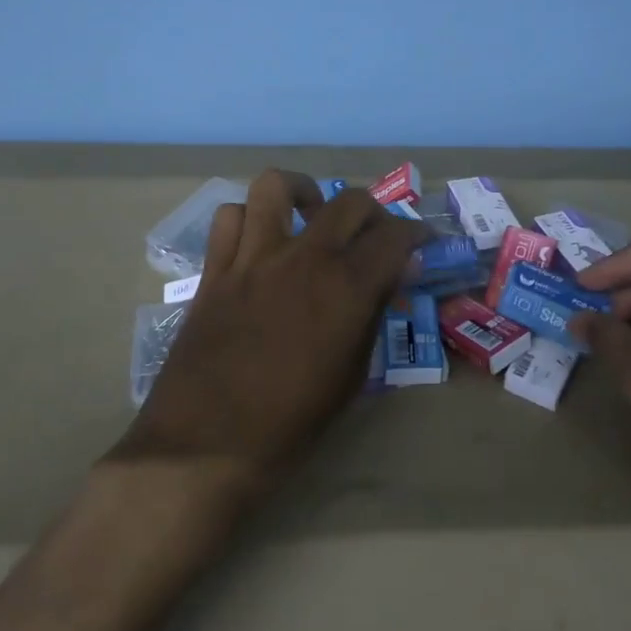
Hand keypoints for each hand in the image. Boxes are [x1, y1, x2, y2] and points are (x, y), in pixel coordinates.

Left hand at [114, 169, 423, 492]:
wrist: (209, 443)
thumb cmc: (292, 422)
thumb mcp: (352, 375)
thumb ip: (373, 314)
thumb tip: (394, 275)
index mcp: (346, 288)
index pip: (395, 237)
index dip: (417, 234)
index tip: (421, 242)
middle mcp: (304, 258)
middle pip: (349, 202)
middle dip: (373, 212)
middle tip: (373, 235)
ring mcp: (254, 258)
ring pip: (276, 187)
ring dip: (303, 193)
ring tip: (310, 215)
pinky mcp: (216, 270)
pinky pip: (229, 218)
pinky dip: (248, 219)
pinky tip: (259, 241)